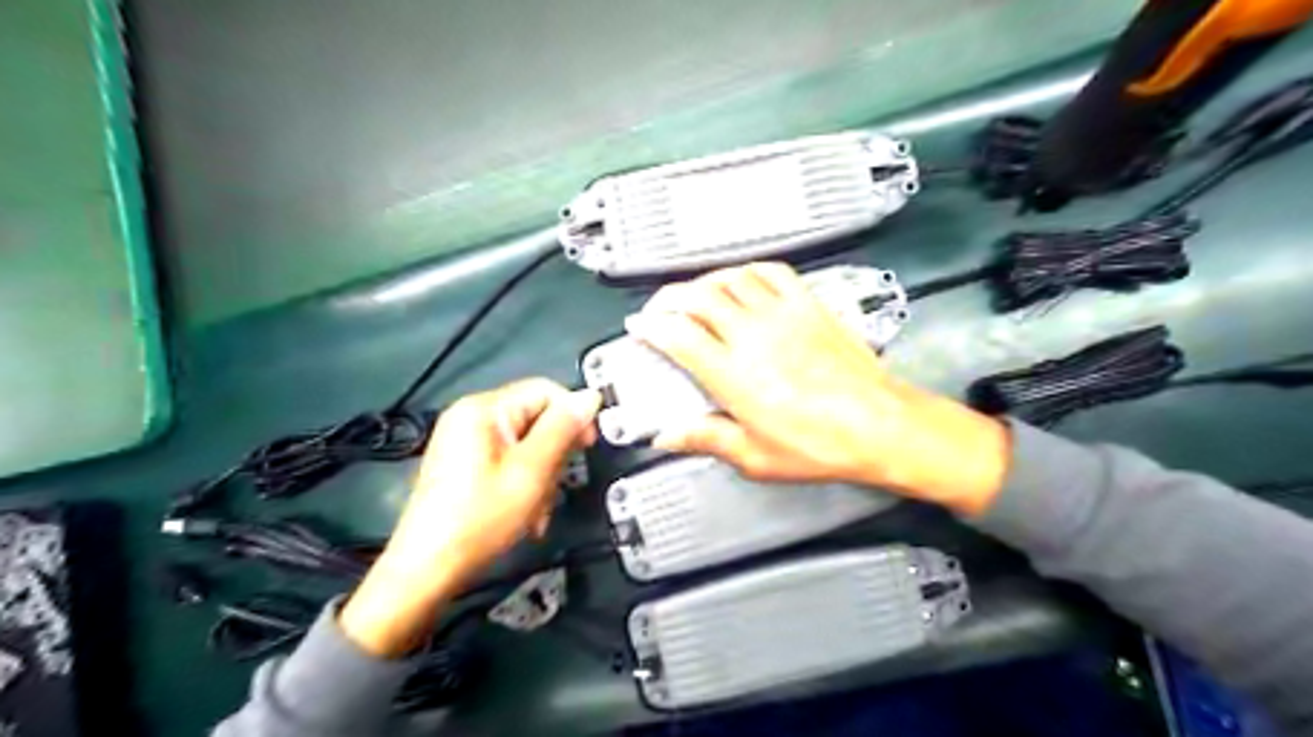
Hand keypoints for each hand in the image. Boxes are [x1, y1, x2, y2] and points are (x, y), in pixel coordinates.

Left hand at [340, 380, 602, 657]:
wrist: (428, 568)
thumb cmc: (481, 517)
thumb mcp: (531, 471)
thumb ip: (563, 430)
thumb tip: (589, 396)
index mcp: (484, 408)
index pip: (545, 391)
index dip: (573, 415)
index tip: (587, 447)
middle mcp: (471, 417)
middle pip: (536, 419)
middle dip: (554, 455)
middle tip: (554, 488)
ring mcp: (465, 442)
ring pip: (527, 445)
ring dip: (542, 477)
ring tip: (537, 510)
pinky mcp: (464, 464)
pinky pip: (509, 461)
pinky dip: (524, 484)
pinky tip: (525, 514)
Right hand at [630, 265, 1007, 516]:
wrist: (879, 425)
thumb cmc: (822, 444)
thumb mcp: (755, 456)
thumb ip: (707, 439)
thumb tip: (670, 437)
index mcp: (734, 374)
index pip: (678, 335)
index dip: (651, 327)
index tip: (640, 327)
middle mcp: (753, 335)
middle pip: (698, 297)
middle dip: (669, 298)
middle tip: (660, 309)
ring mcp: (782, 315)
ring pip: (731, 278)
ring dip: (705, 281)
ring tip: (695, 292)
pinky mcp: (809, 306)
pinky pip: (772, 272)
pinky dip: (749, 270)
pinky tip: (743, 279)